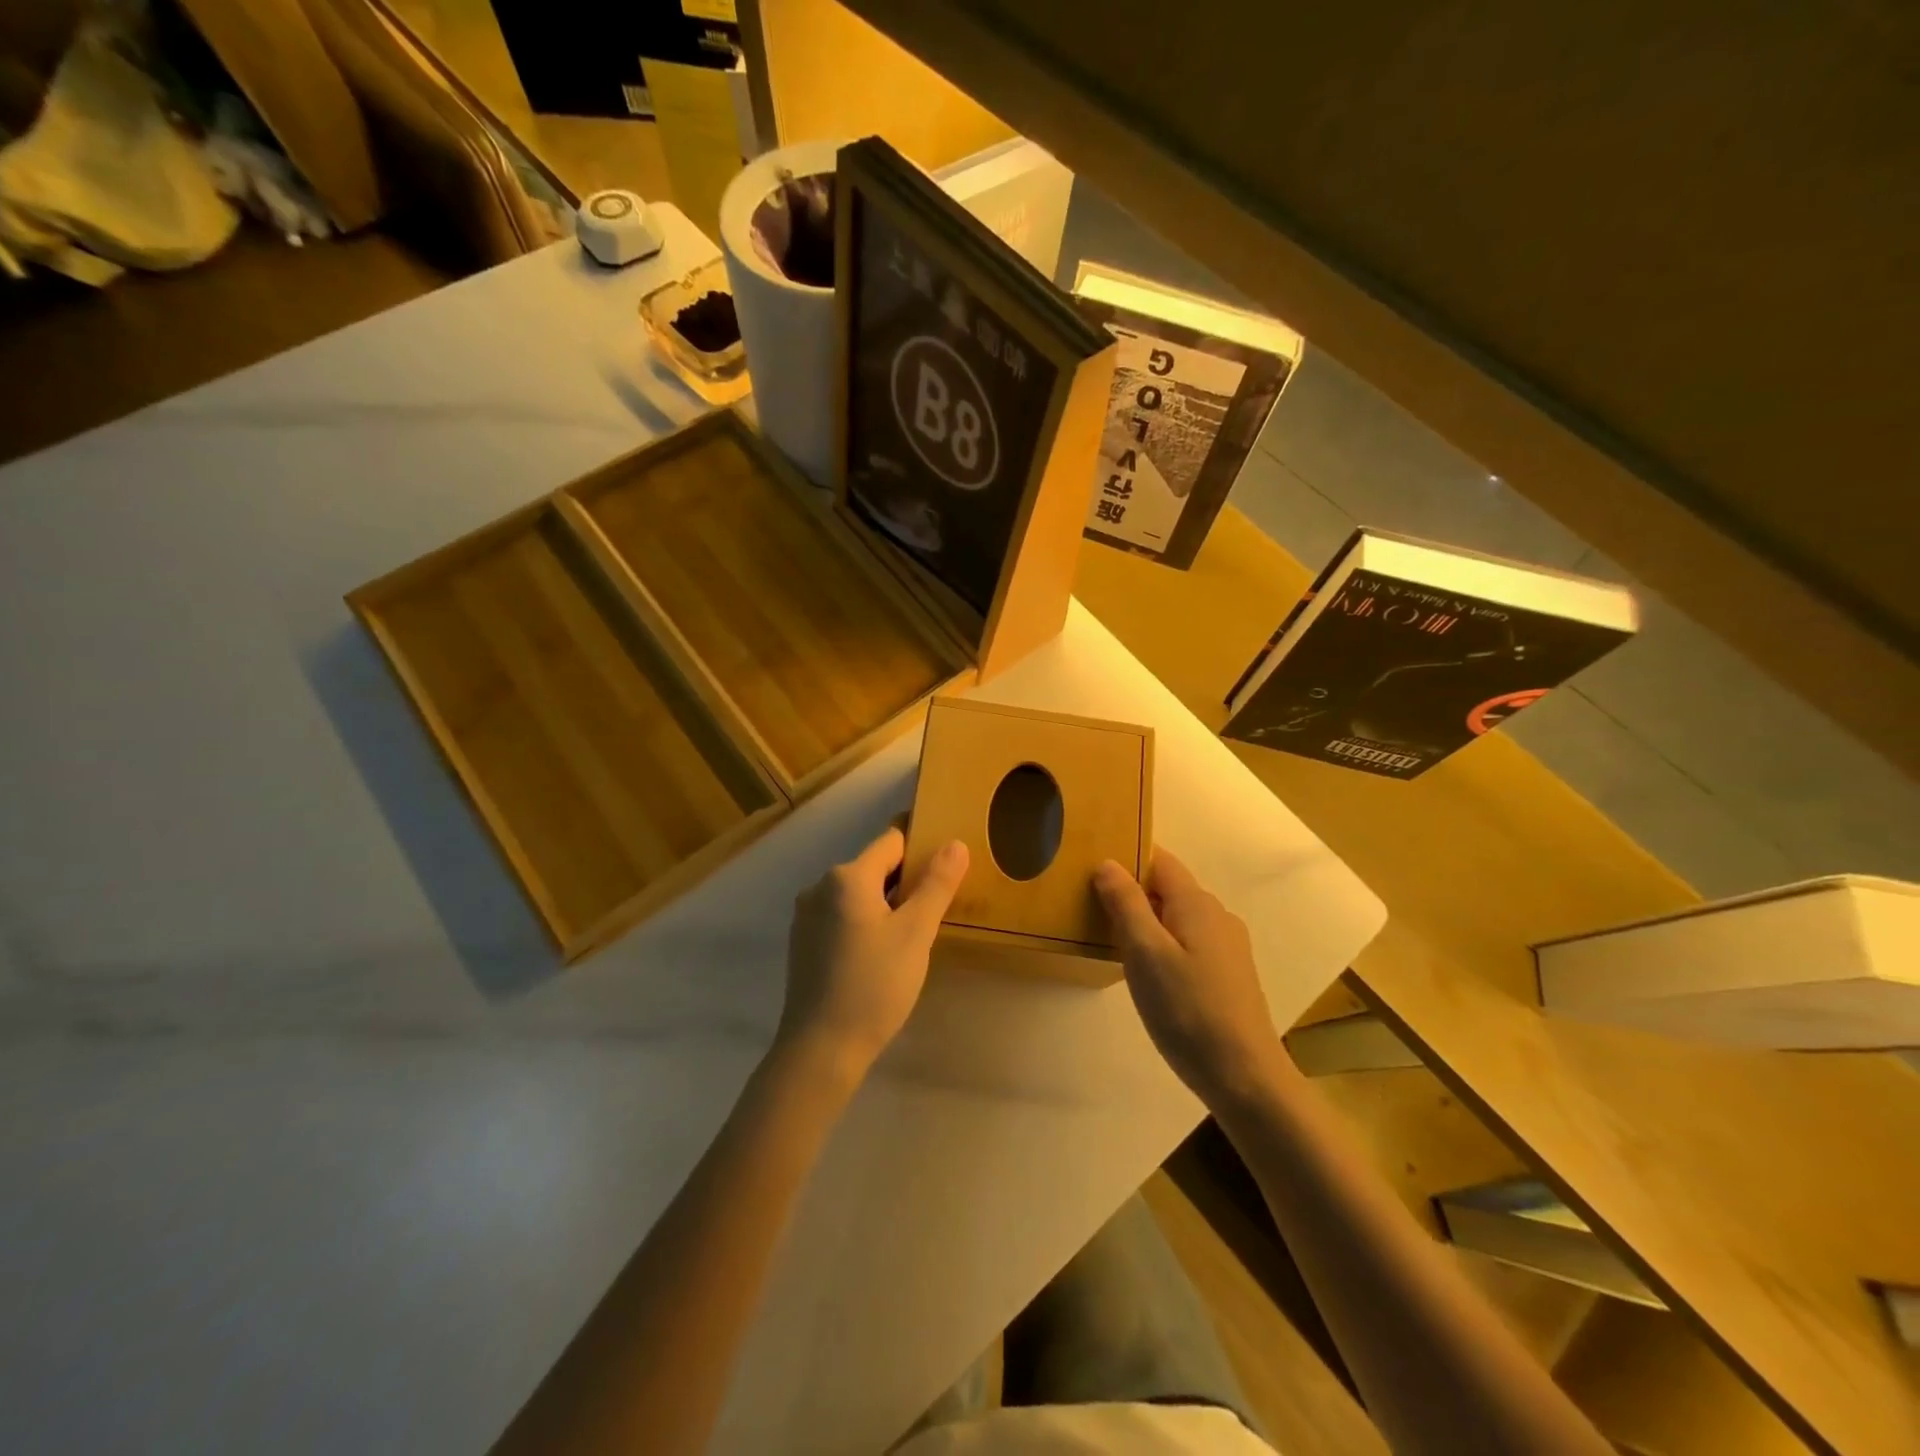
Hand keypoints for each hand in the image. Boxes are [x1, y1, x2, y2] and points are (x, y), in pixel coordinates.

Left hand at [779, 826, 969, 1079]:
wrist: (821, 1049)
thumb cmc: (874, 986)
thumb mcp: (916, 934)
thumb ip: (936, 884)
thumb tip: (955, 843)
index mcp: (847, 877)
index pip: (892, 839)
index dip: (921, 843)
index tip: (946, 857)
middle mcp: (820, 887)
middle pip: (874, 866)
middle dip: (907, 878)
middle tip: (940, 902)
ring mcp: (807, 916)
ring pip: (859, 893)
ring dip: (887, 902)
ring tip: (916, 930)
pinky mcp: (804, 942)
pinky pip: (843, 915)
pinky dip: (866, 921)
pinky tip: (884, 951)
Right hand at [1094, 849, 1285, 1108]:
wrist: (1245, 1078)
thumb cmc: (1188, 1010)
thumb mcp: (1145, 953)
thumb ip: (1126, 904)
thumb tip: (1109, 863)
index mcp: (1196, 903)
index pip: (1160, 860)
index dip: (1127, 857)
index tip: (1091, 866)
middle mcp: (1216, 916)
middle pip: (1168, 888)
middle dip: (1132, 892)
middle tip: (1090, 907)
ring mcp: (1227, 947)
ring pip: (1177, 918)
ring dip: (1146, 921)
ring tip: (1110, 940)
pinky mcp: (1228, 975)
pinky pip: (1188, 943)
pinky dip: (1162, 946)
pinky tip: (1146, 974)